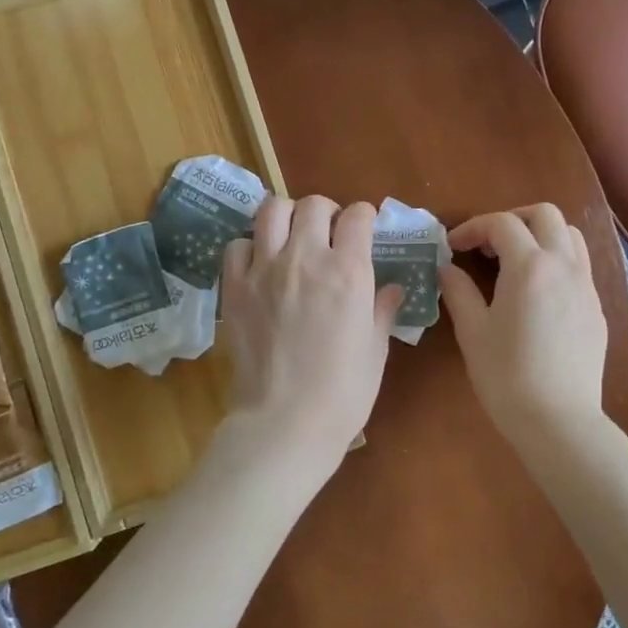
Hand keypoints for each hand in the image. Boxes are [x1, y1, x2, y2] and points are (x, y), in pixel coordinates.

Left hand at [220, 195, 401, 463]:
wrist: (285, 422)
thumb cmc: (343, 392)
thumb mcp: (375, 350)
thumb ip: (383, 310)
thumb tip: (392, 288)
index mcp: (349, 272)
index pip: (358, 217)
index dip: (365, 217)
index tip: (365, 228)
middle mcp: (305, 259)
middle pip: (314, 205)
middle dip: (327, 212)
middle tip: (330, 233)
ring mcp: (265, 270)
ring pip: (272, 210)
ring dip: (287, 216)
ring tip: (292, 237)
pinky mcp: (235, 288)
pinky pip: (238, 245)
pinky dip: (251, 247)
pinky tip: (260, 265)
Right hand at [440, 204, 607, 441]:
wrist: (558, 420)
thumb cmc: (506, 376)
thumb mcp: (472, 331)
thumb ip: (458, 290)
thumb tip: (446, 268)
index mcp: (530, 266)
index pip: (502, 223)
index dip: (473, 228)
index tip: (452, 247)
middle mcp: (564, 265)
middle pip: (545, 214)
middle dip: (513, 219)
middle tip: (488, 245)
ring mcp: (586, 286)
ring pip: (570, 235)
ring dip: (540, 235)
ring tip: (515, 261)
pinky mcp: (596, 308)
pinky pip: (580, 265)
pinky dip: (556, 260)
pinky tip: (537, 292)